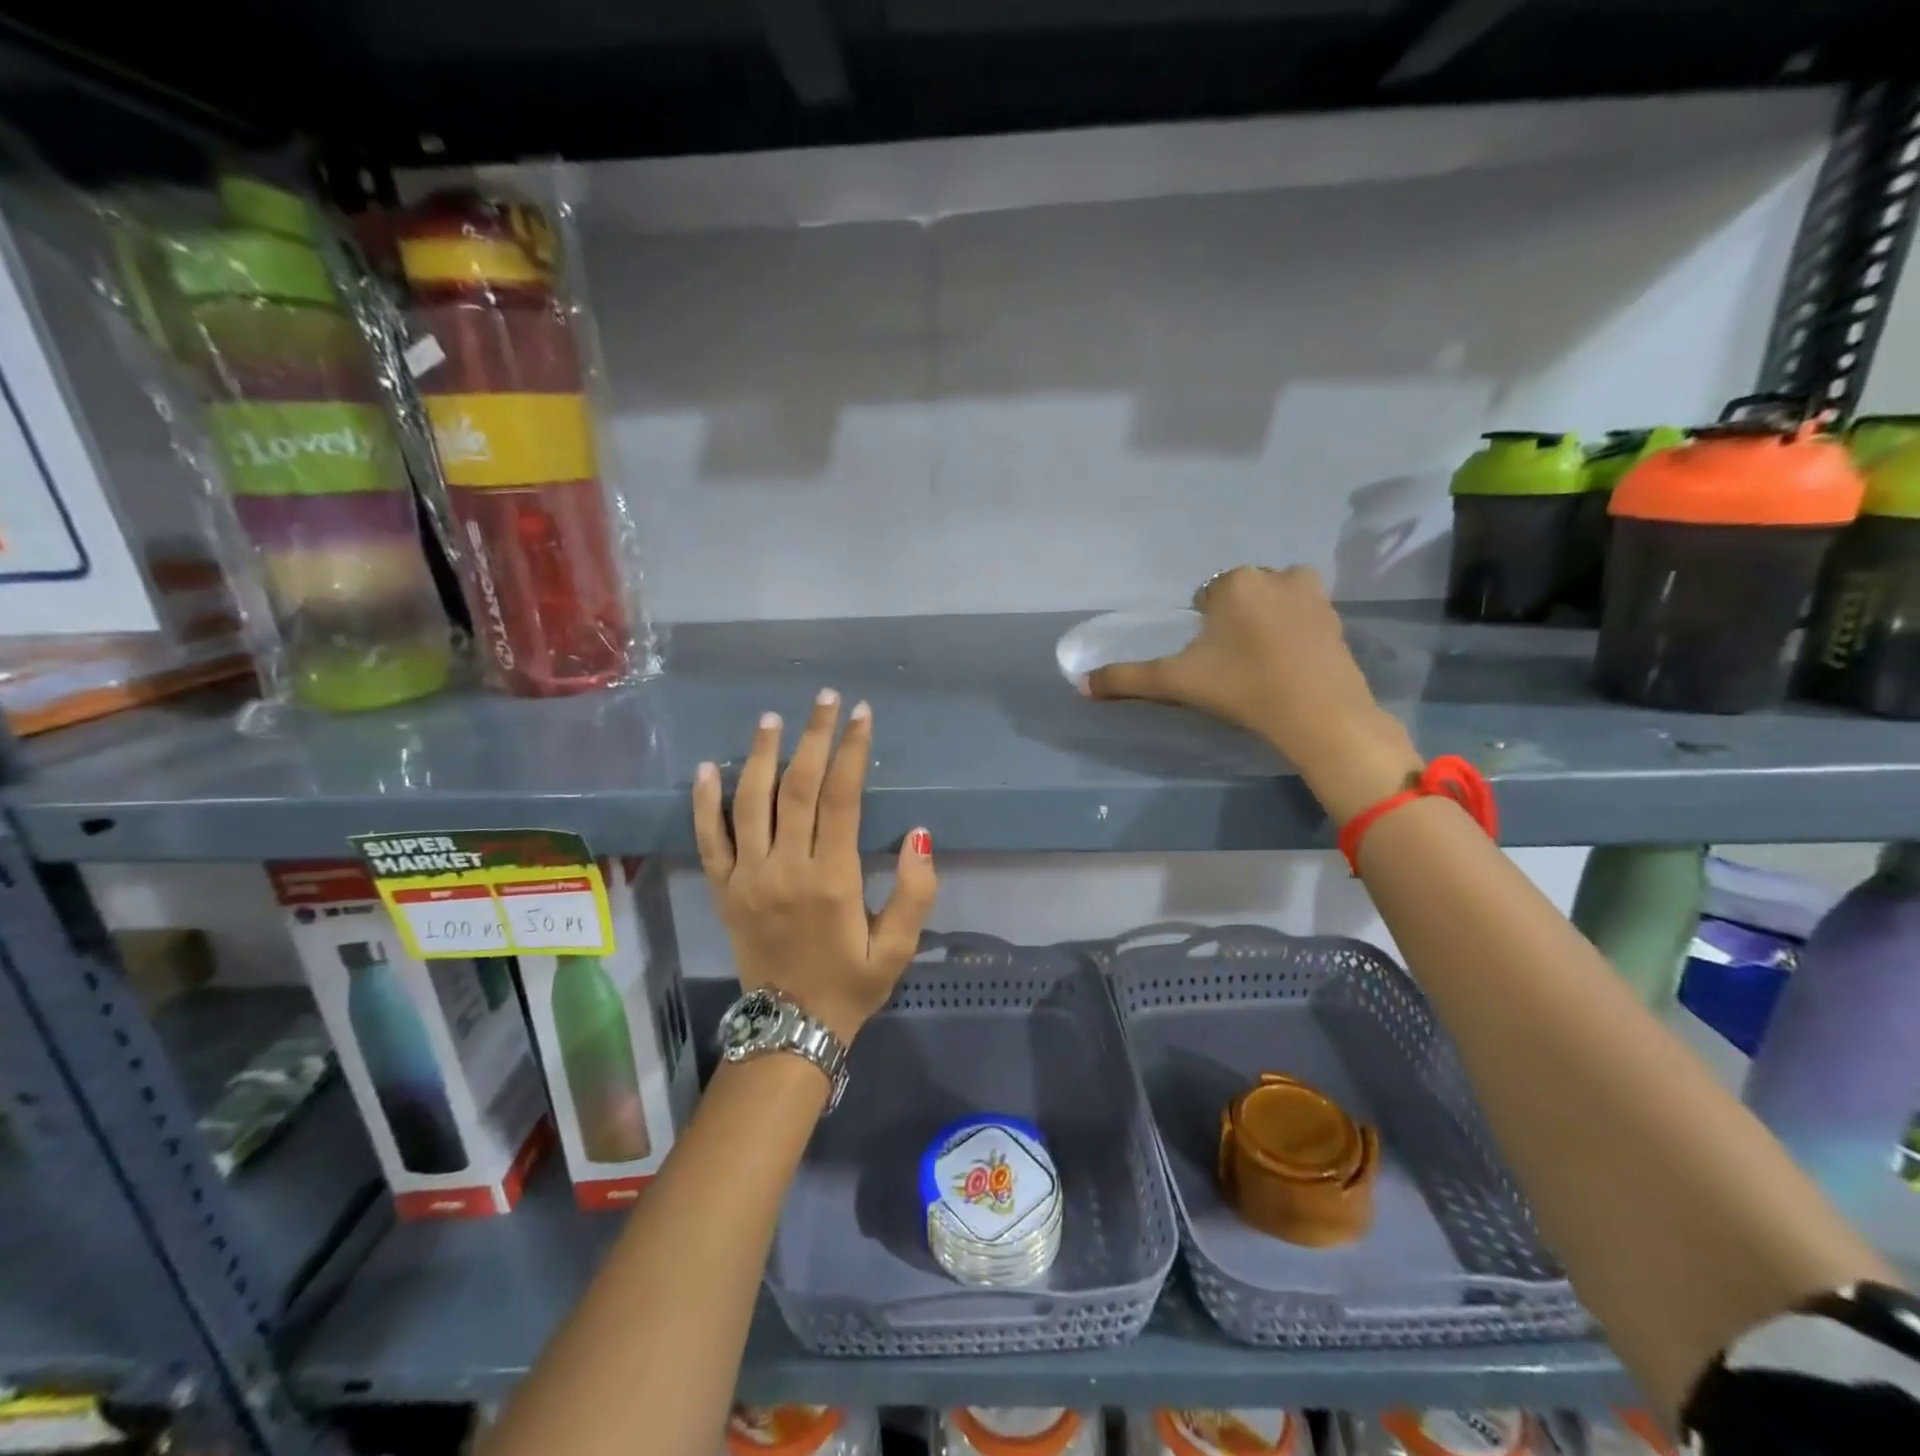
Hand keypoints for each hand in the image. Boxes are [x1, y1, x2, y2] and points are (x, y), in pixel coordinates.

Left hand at [691, 690, 936, 1044]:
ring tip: (772, 718)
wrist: (790, 1029)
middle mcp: (785, 868)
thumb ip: (915, 892)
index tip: (860, 715)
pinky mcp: (722, 889)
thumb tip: (919, 833)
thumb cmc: (851, 983)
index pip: (841, 798)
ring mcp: (747, 877)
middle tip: (824, 699)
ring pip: (750, 802)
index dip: (851, 751)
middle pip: (796, 788)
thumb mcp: (898, 947)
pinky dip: (705, 802)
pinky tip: (709, 767)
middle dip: (813, 737)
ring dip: (762, 755)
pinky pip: (708, 839)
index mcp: (832, 879)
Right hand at [1082, 565, 1423, 822]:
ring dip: (1264, 621)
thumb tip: (1080, 685)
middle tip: (1232, 665)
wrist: (1318, 715)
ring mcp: (1313, 594)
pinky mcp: (1337, 618)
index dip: (1202, 629)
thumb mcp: (1176, 683)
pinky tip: (1288, 665)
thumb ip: (1127, 679)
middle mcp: (1275, 575)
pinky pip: (1302, 616)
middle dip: (1233, 621)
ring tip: (1260, 663)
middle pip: (1240, 595)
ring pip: (1273, 601)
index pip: (1205, 598)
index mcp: (1234, 583)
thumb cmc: (1242, 688)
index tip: (1209, 661)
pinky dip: (1293, 632)